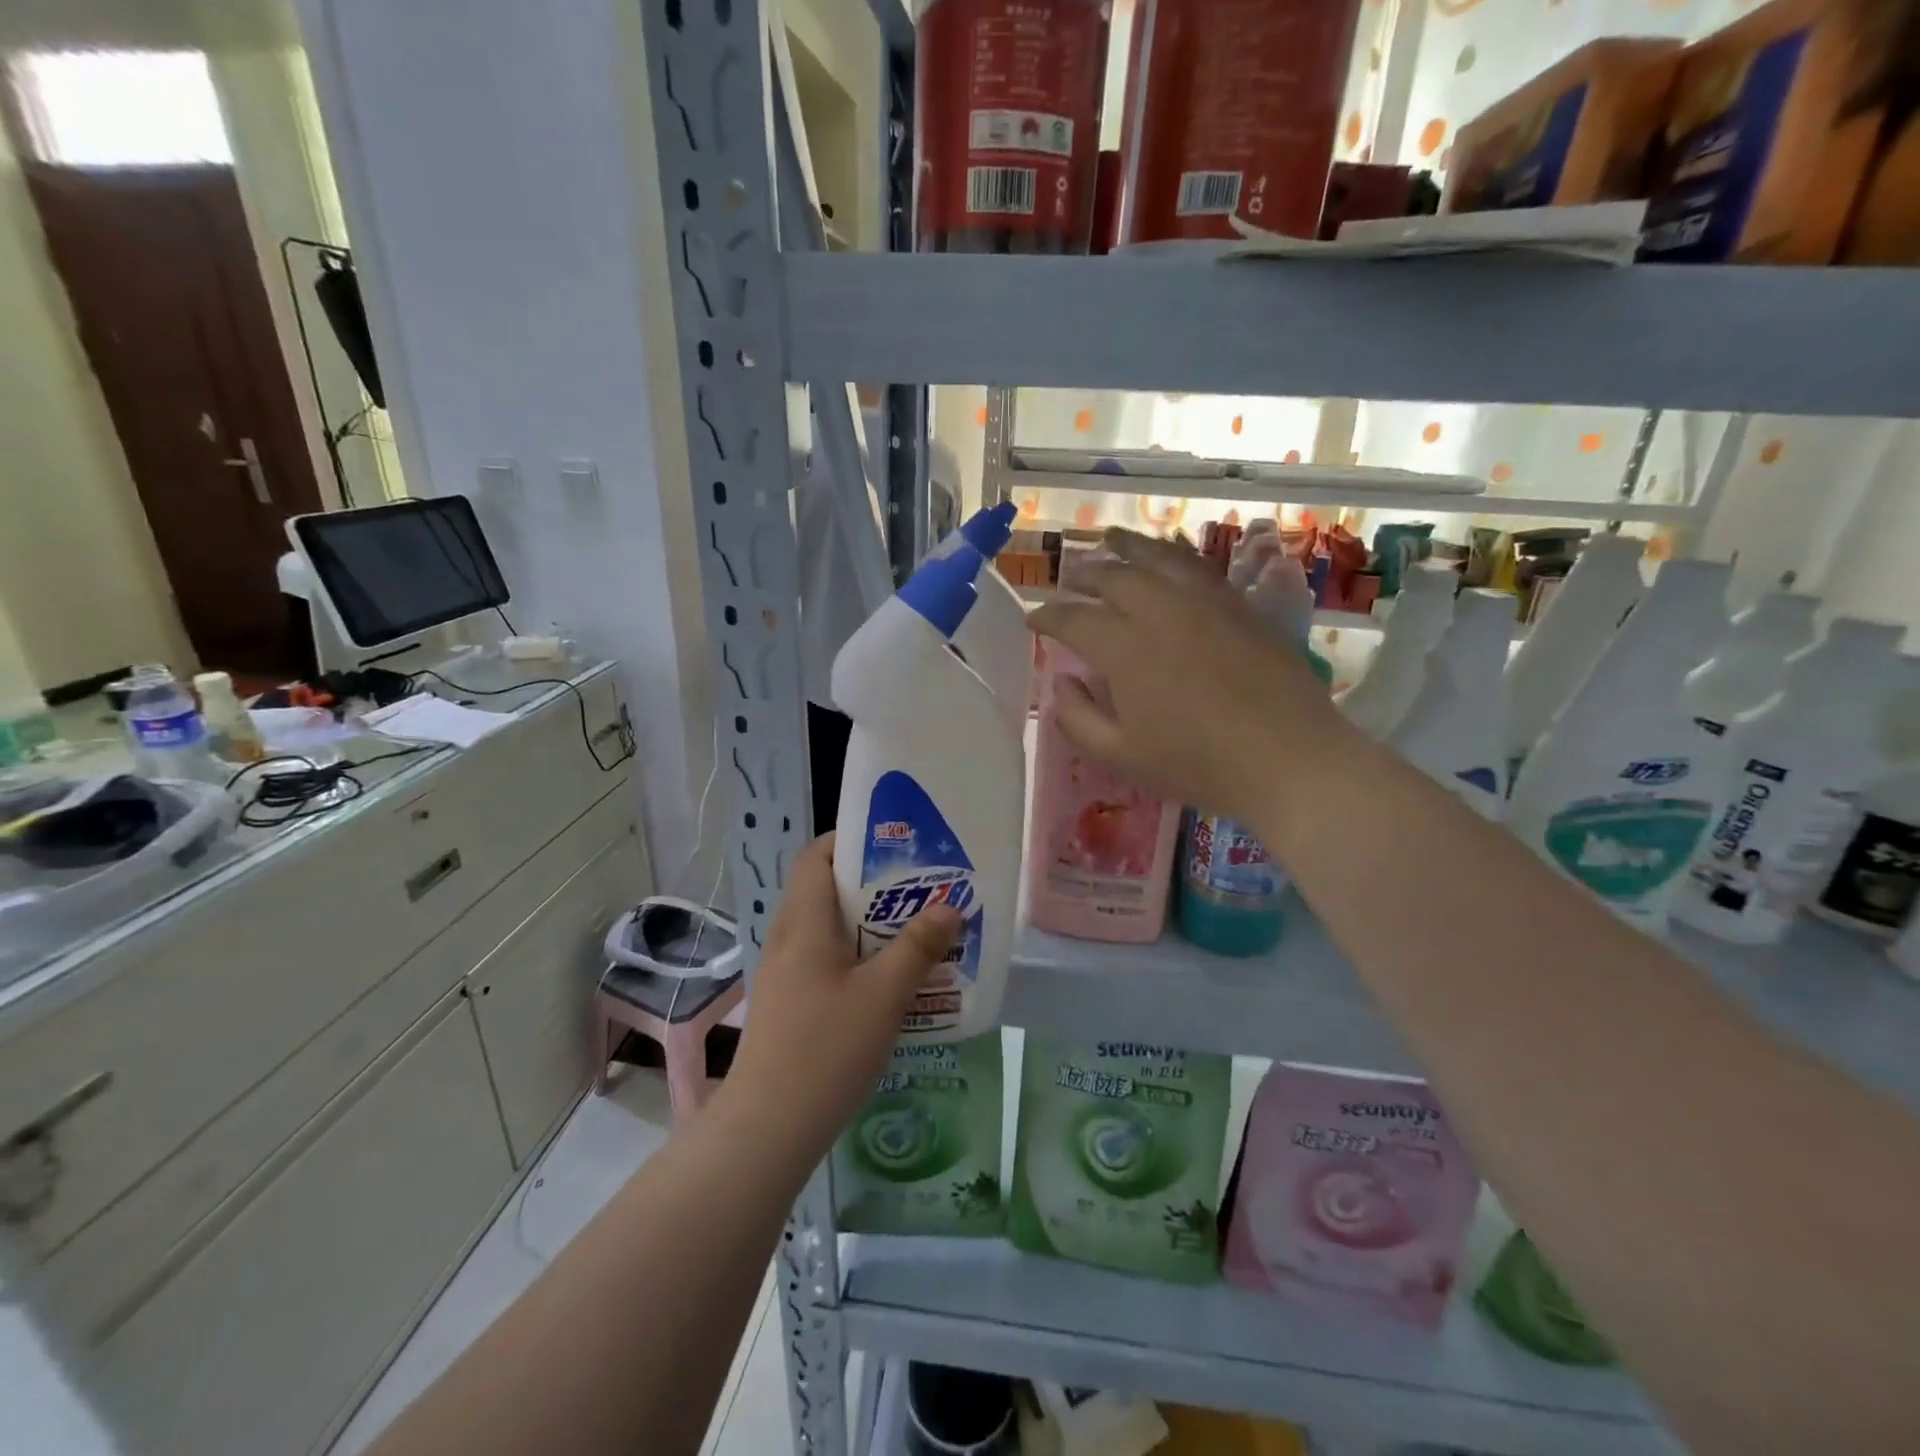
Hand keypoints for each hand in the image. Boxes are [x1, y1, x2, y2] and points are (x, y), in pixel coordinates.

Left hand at [723, 834, 961, 1161]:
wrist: (770, 1126)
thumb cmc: (827, 1047)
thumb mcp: (884, 994)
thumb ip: (918, 947)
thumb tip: (950, 907)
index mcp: (804, 921)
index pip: (817, 855)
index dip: (851, 841)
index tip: (896, 846)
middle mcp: (788, 936)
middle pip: (826, 889)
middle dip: (873, 884)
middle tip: (920, 888)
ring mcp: (784, 971)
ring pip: (828, 927)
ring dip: (868, 923)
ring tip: (914, 929)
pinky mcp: (788, 1000)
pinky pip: (825, 958)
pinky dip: (857, 954)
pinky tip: (889, 978)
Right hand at [1028, 529, 1349, 827]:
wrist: (1288, 759)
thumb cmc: (1197, 765)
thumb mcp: (1120, 755)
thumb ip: (1077, 717)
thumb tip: (1061, 682)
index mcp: (1125, 649)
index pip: (1073, 618)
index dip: (1047, 616)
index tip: (1032, 619)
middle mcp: (1161, 611)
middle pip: (1112, 578)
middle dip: (1083, 576)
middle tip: (1068, 582)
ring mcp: (1204, 602)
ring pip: (1157, 559)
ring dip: (1127, 547)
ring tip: (1109, 538)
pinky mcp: (1239, 605)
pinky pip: (1198, 567)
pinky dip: (1173, 554)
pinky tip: (1168, 556)